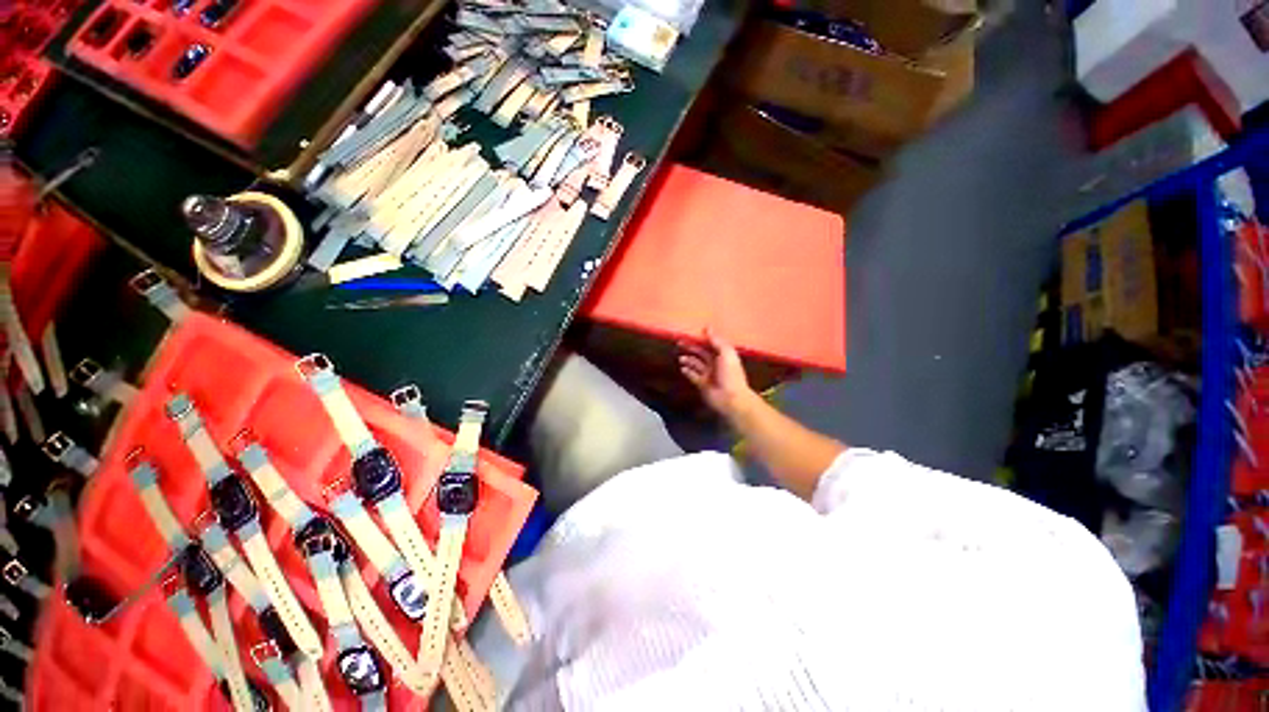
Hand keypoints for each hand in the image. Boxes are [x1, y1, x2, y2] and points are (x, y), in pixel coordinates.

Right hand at [678, 329, 754, 417]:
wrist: (731, 398)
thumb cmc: (731, 374)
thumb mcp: (726, 353)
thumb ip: (717, 341)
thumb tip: (708, 328)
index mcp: (723, 355)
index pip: (710, 344)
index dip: (702, 339)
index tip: (691, 333)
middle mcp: (715, 364)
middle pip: (701, 353)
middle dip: (691, 348)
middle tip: (679, 343)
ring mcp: (708, 375)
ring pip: (696, 364)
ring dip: (688, 360)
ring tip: (681, 358)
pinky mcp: (702, 384)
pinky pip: (692, 376)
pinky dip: (687, 372)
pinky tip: (682, 368)